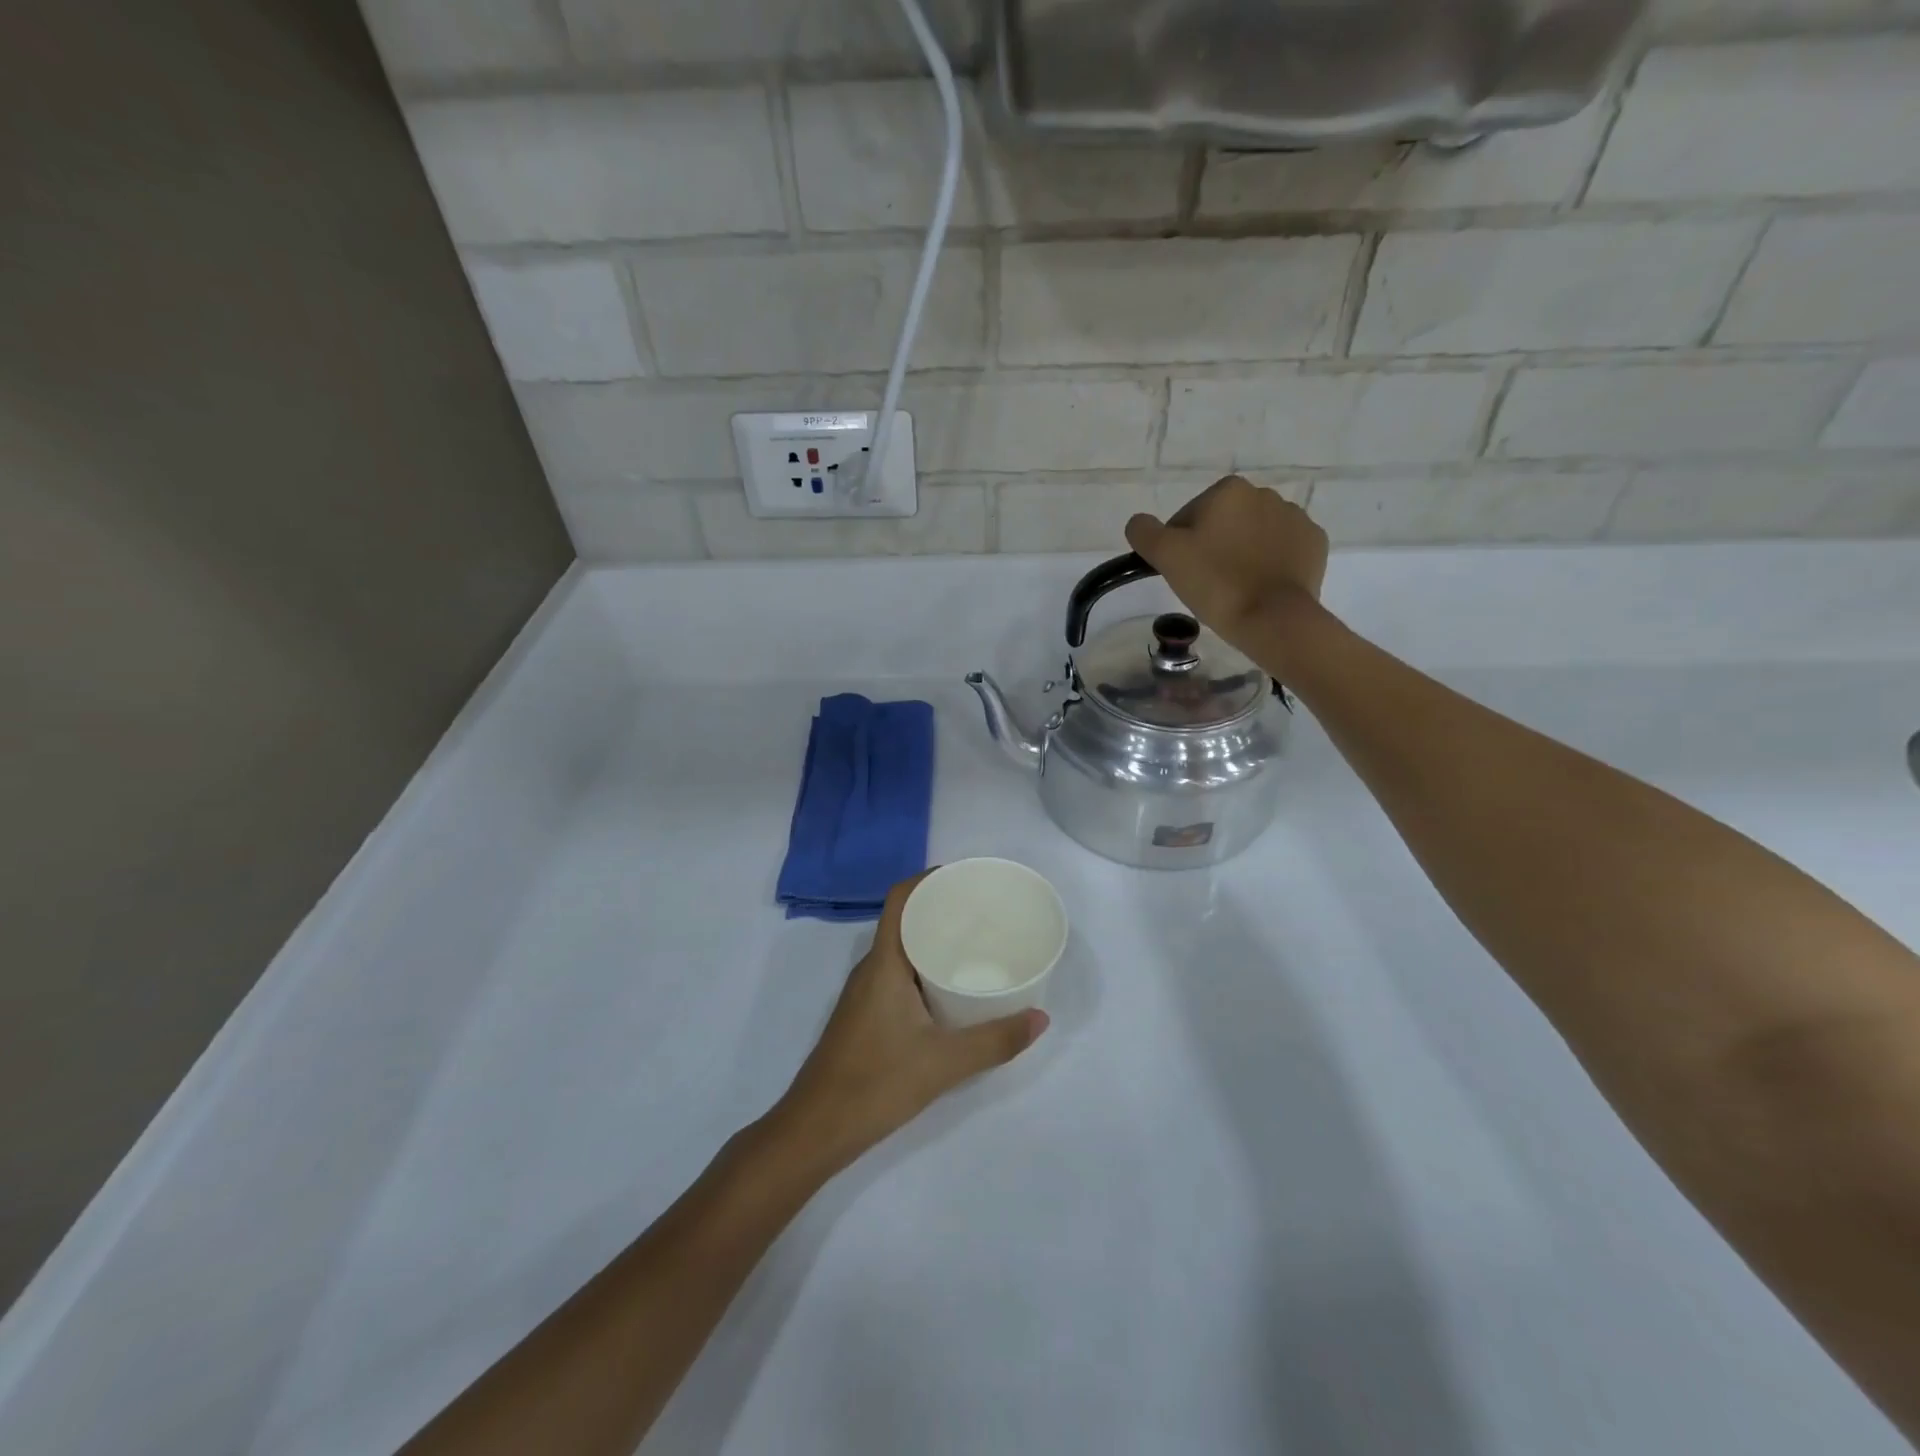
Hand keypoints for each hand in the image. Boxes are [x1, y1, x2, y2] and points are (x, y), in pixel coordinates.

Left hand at [768, 873, 1047, 1179]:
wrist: (816, 1129)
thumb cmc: (876, 1082)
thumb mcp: (944, 1062)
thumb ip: (995, 1041)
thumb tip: (1041, 1018)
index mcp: (884, 963)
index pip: (900, 899)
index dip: (928, 878)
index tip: (965, 877)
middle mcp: (871, 969)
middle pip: (903, 920)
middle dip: (940, 907)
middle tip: (983, 911)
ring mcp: (864, 993)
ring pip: (900, 949)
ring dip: (931, 938)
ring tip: (973, 943)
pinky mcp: (865, 1016)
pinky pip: (897, 973)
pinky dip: (923, 966)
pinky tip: (949, 988)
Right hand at [1125, 476, 1329, 657]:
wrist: (1273, 618)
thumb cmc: (1215, 583)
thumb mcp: (1166, 556)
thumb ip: (1144, 532)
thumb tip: (1139, 523)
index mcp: (1228, 491)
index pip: (1188, 517)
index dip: (1180, 546)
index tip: (1184, 573)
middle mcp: (1265, 494)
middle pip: (1224, 524)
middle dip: (1214, 547)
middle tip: (1206, 584)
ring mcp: (1295, 518)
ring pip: (1254, 536)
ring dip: (1243, 555)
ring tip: (1236, 589)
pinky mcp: (1315, 544)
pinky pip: (1283, 550)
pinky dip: (1271, 564)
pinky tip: (1261, 587)